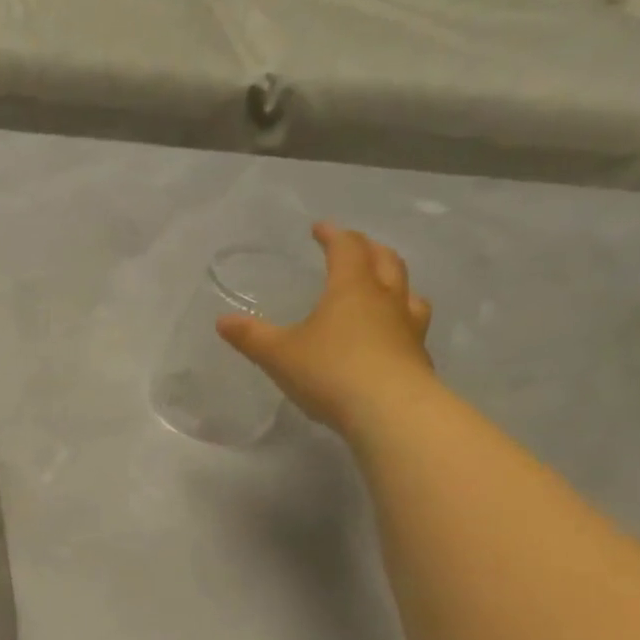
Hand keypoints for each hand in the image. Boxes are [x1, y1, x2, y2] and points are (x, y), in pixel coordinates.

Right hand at [217, 221, 435, 437]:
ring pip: (408, 292)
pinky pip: (411, 326)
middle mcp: (386, 300)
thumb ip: (251, 337)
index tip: (320, 228)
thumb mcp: (278, 354)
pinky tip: (389, 335)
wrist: (389, 411)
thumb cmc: (330, 371)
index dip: (333, 235)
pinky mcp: (416, 357)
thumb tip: (222, 321)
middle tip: (354, 246)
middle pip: (386, 262)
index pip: (347, 250)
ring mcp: (407, 328)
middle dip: (368, 249)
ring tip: (383, 286)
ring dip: (395, 282)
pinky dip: (400, 319)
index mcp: (351, 290)